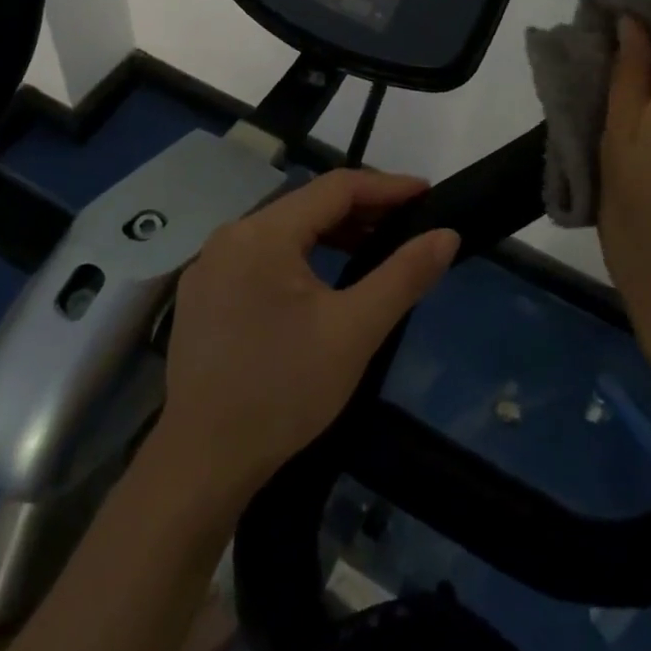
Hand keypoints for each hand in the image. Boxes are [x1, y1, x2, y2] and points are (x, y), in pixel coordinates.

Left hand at [157, 168, 458, 498]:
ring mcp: (210, 265)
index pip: (335, 187)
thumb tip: (447, 235)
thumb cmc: (283, 391)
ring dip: (332, 233)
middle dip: (362, 209)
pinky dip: (301, 254)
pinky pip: (262, 254)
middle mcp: (231, 235)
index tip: (426, 194)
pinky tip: (323, 279)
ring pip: (284, 229)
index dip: (386, 186)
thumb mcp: (354, 331)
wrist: (202, 464)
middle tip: (408, 223)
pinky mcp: (203, 293)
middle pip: (307, 204)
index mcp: (263, 233)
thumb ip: (404, 275)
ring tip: (374, 247)